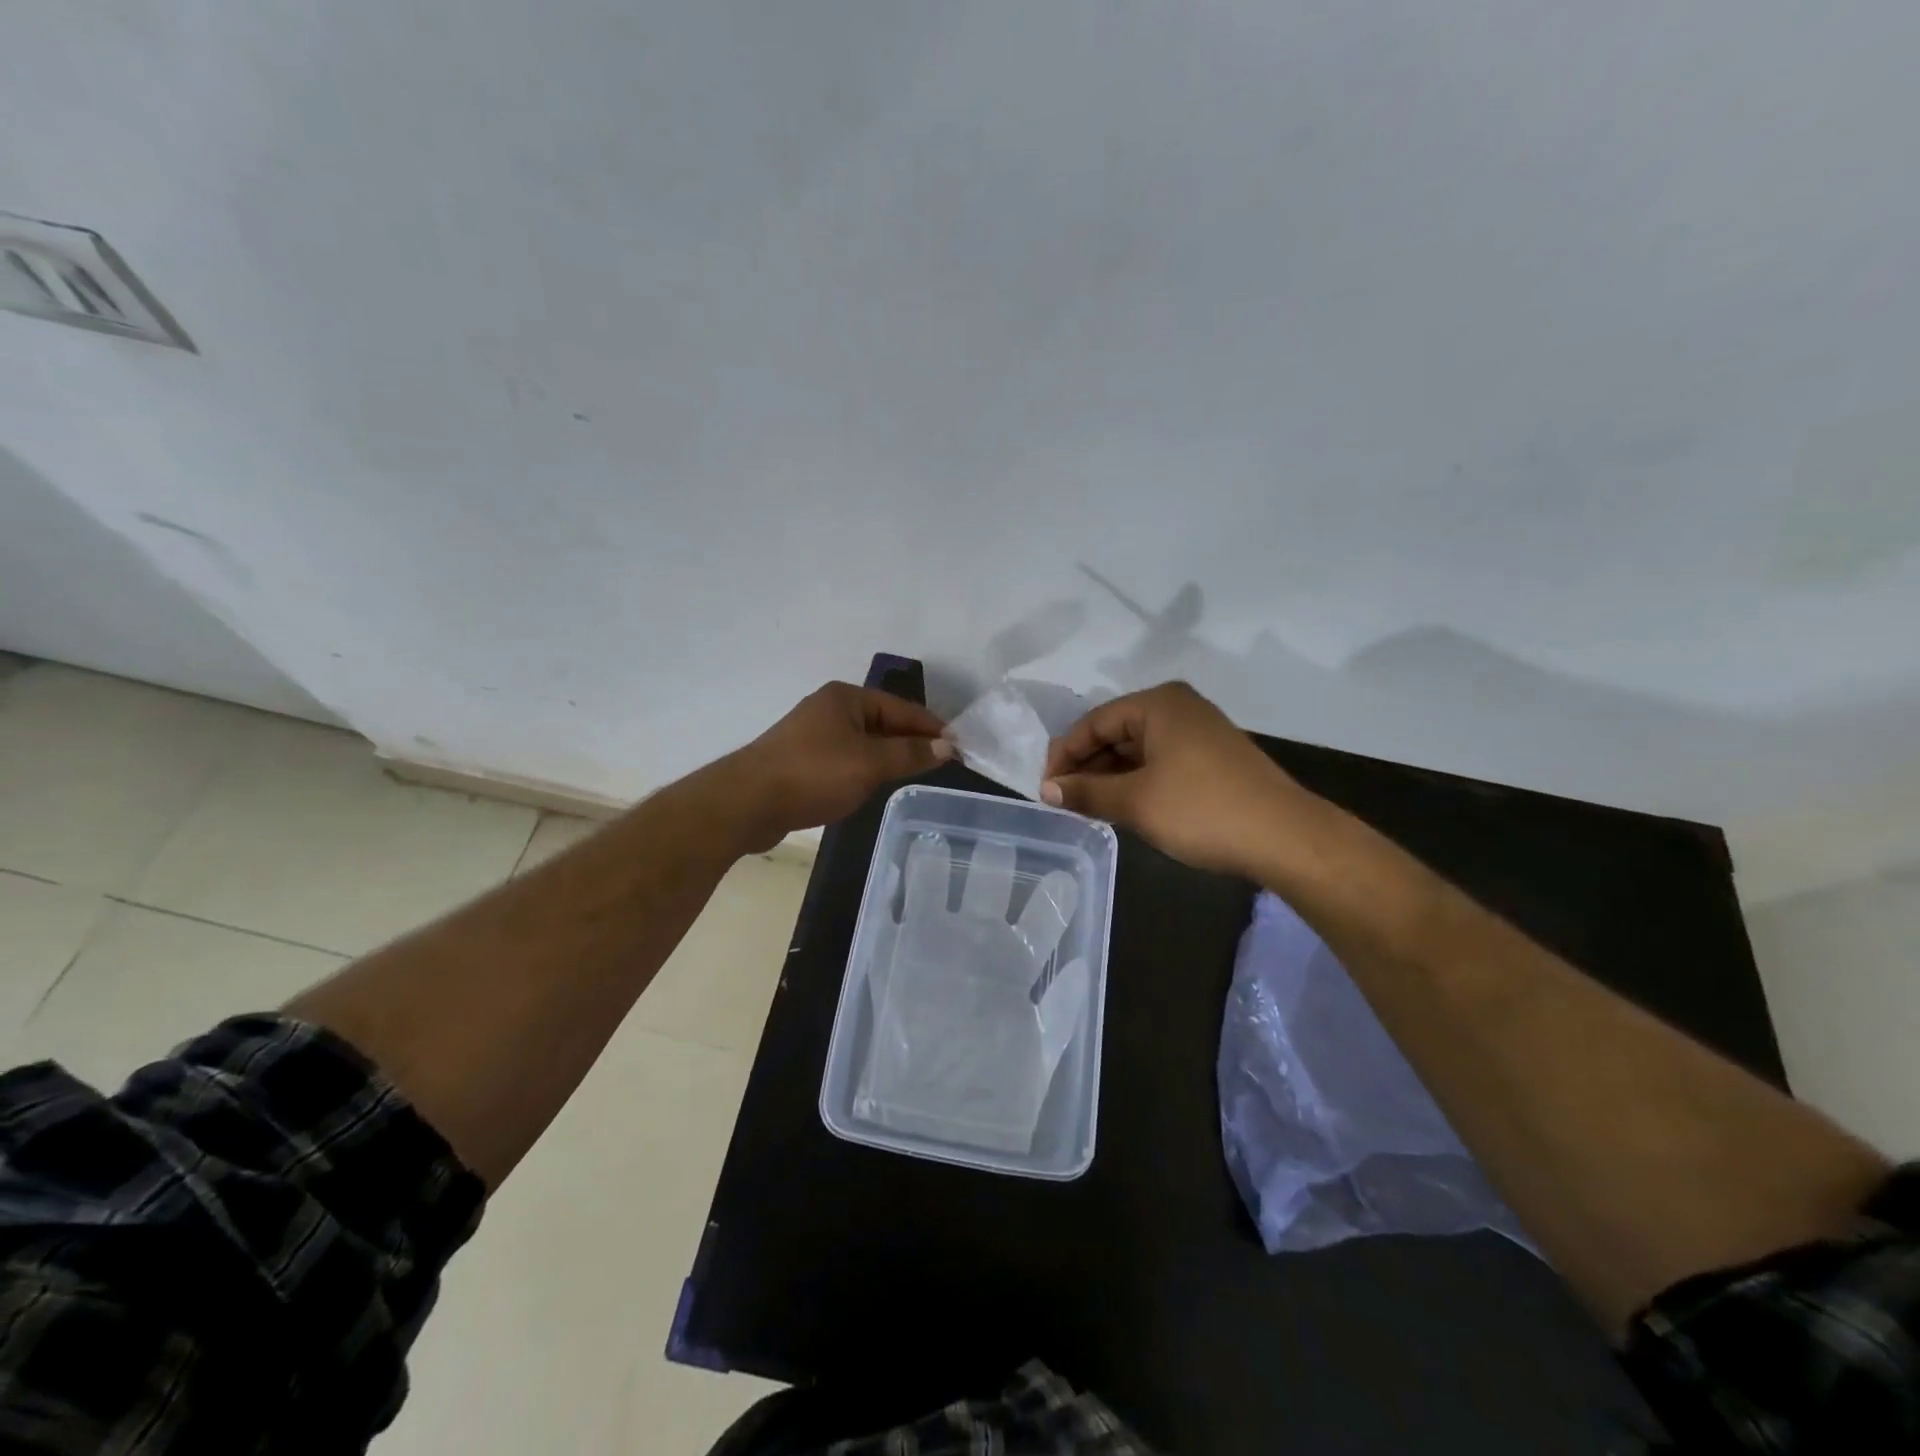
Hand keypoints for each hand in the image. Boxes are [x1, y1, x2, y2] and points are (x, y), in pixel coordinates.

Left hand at [723, 683, 951, 849]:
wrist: (747, 803)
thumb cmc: (813, 774)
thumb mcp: (870, 764)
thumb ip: (910, 754)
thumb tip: (946, 746)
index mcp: (846, 698)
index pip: (901, 708)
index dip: (931, 727)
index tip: (958, 746)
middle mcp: (830, 709)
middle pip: (882, 723)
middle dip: (910, 741)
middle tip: (941, 763)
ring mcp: (812, 734)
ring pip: (863, 743)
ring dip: (887, 757)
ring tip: (915, 774)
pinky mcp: (801, 760)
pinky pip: (845, 759)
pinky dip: (864, 768)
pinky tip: (873, 785)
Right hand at [1040, 682, 1311, 875]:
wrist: (1285, 837)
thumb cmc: (1202, 810)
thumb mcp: (1135, 802)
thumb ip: (1087, 792)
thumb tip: (1048, 791)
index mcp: (1158, 704)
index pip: (1094, 722)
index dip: (1064, 755)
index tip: (1045, 788)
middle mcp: (1178, 708)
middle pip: (1116, 732)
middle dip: (1087, 765)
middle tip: (1063, 800)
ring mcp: (1199, 732)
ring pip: (1138, 749)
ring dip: (1110, 776)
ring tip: (1088, 807)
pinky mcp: (1213, 757)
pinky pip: (1160, 761)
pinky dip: (1137, 781)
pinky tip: (1124, 806)